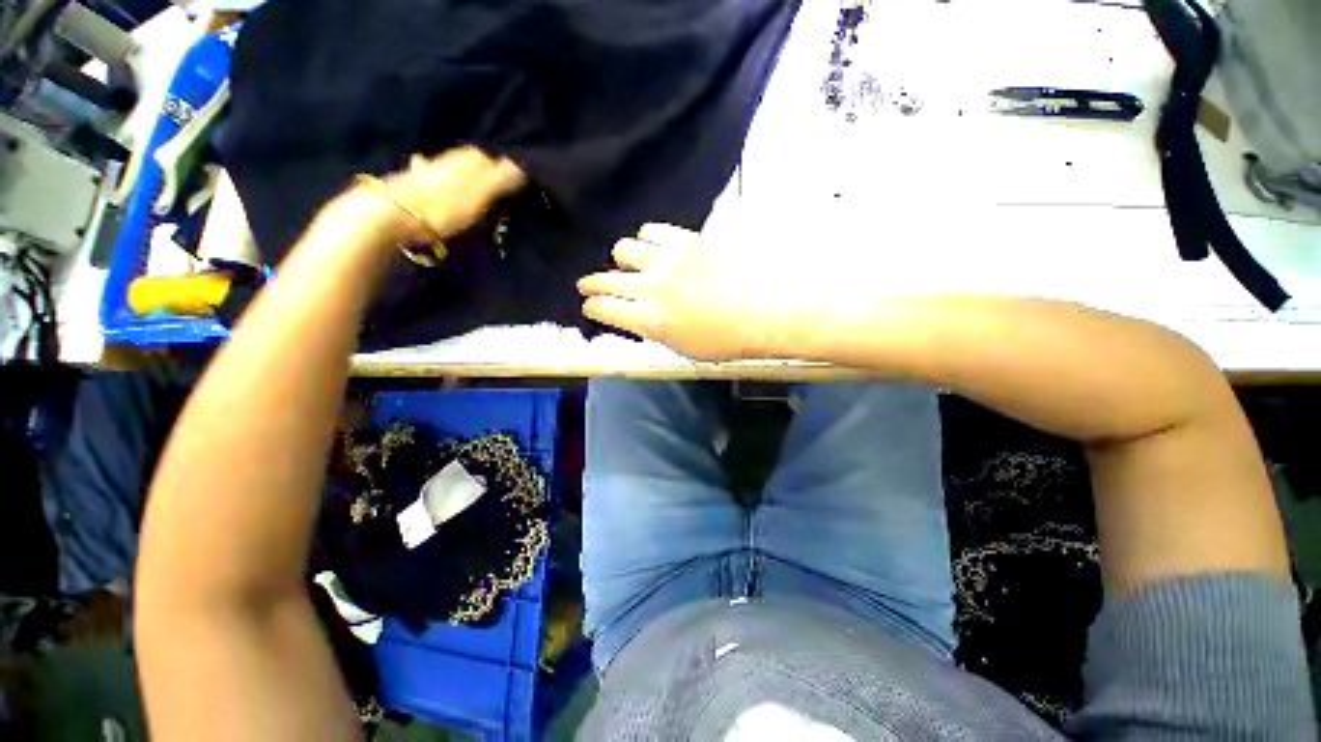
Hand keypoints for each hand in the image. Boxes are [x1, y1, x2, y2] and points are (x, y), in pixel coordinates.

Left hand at [383, 147, 525, 241]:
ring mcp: (428, 168)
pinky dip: (431, 184)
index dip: (503, 174)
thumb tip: (527, 164)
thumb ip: (507, 177)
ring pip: (449, 172)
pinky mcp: (407, 185)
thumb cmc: (444, 203)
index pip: (496, 159)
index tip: (510, 192)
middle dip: (479, 176)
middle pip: (472, 165)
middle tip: (489, 197)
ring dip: (455, 180)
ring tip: (462, 195)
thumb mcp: (485, 191)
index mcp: (474, 155)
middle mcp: (452, 155)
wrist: (392, 212)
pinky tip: (427, 188)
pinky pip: (427, 182)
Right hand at [577, 223, 821, 360]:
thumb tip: (643, 320)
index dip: (593, 308)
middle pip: (607, 280)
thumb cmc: (733, 338)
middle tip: (588, 284)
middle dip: (593, 283)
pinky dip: (647, 238)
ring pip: (624, 249)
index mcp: (650, 321)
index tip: (590, 307)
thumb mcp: (688, 349)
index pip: (605, 309)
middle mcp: (651, 287)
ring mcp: (667, 260)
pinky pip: (652, 231)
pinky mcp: (685, 238)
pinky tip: (652, 242)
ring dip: (622, 258)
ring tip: (626, 261)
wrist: (769, 305)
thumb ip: (658, 331)